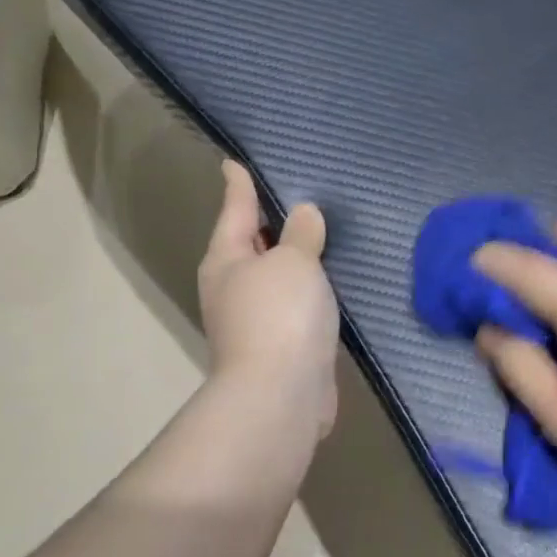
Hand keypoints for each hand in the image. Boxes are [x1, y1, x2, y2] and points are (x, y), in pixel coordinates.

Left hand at [197, 161, 338, 437]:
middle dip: (269, 222)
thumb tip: (304, 215)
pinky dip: (309, 290)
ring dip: (293, 260)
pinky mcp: (281, 346)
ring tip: (320, 234)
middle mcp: (233, 288)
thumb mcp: (293, 262)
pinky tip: (330, 283)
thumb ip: (300, 235)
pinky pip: (295, 305)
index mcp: (226, 260)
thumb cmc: (280, 314)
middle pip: (251, 244)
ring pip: (276, 277)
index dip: (238, 185)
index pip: (235, 210)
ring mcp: (255, 321)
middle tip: (297, 194)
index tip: (232, 162)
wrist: (281, 395)